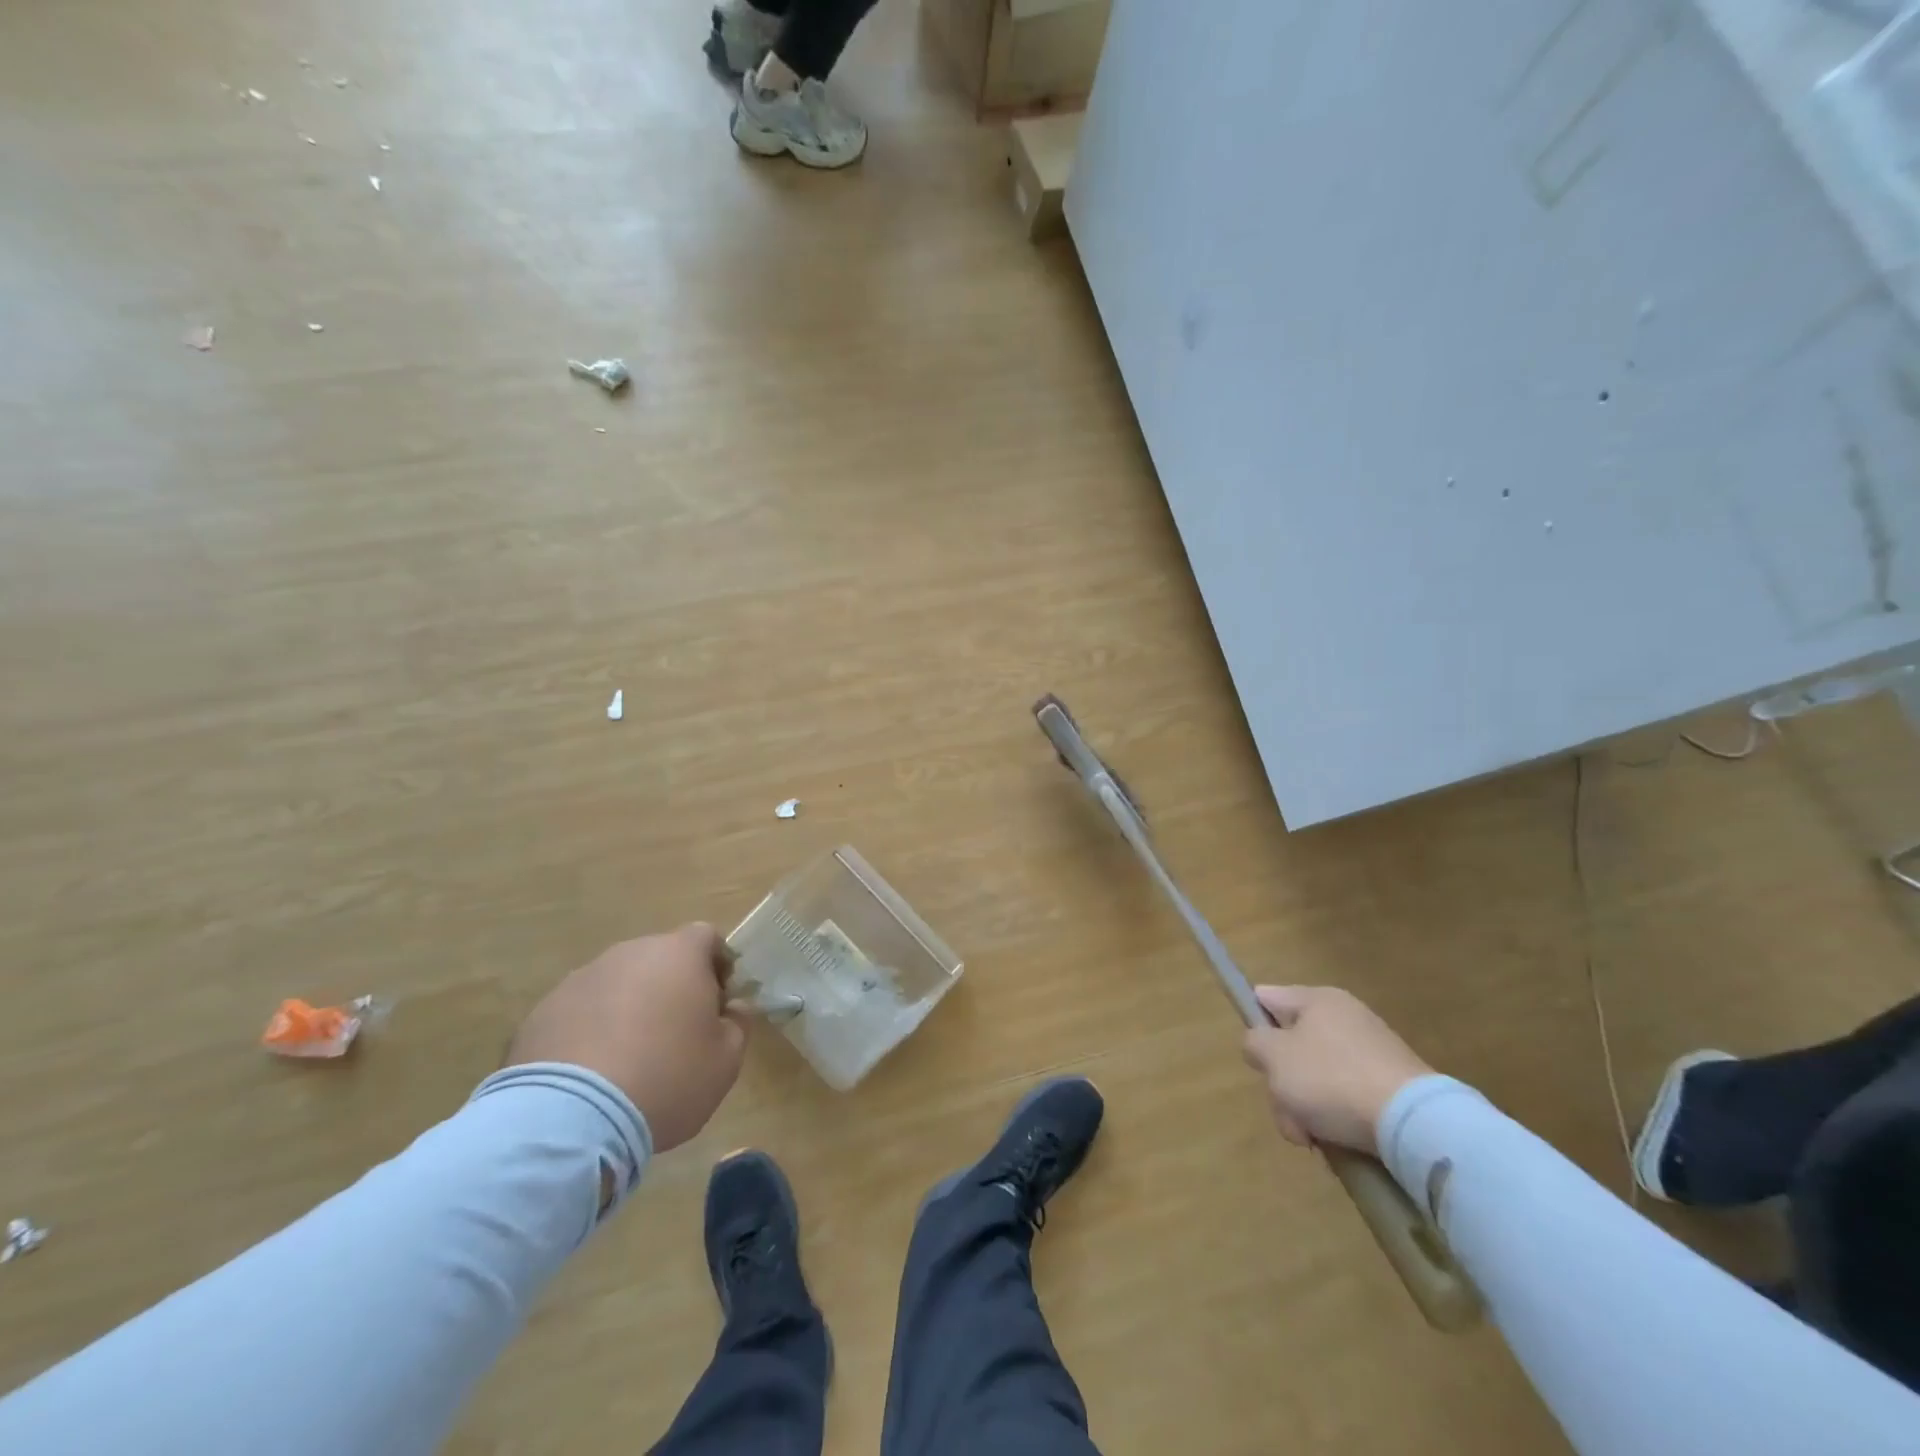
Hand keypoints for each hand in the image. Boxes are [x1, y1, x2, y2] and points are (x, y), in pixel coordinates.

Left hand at [505, 925, 747, 1151]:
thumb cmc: (666, 1079)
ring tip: (628, 1059)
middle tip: (676, 1034)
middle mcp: (629, 954)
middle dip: (670, 987)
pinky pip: (579, 1013)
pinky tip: (591, 1075)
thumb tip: (732, 1008)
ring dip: (628, 1008)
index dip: (717, 965)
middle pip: (659, 959)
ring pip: (617, 984)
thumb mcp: (725, 1060)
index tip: (718, 1002)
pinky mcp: (541, 1013)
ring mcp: (580, 980)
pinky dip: (590, 1032)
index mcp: (679, 954)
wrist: (569, 1121)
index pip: (706, 938)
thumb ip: (737, 1024)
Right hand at [1241, 986, 1433, 1153]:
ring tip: (1312, 1138)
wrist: (1414, 1123)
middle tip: (1287, 1113)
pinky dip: (1335, 1117)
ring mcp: (1370, 1052)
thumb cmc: (1332, 1079)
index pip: (1267, 999)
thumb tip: (1261, 1044)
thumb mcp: (1274, 1057)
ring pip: (1316, 1077)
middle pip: (1291, 1047)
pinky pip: (1346, 1096)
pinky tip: (1336, 1141)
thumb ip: (1254, 1043)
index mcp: (1316, 999)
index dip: (1254, 1026)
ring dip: (1305, 1109)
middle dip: (1282, 1084)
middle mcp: (1344, 1017)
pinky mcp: (1390, 1084)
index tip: (1257, 1060)